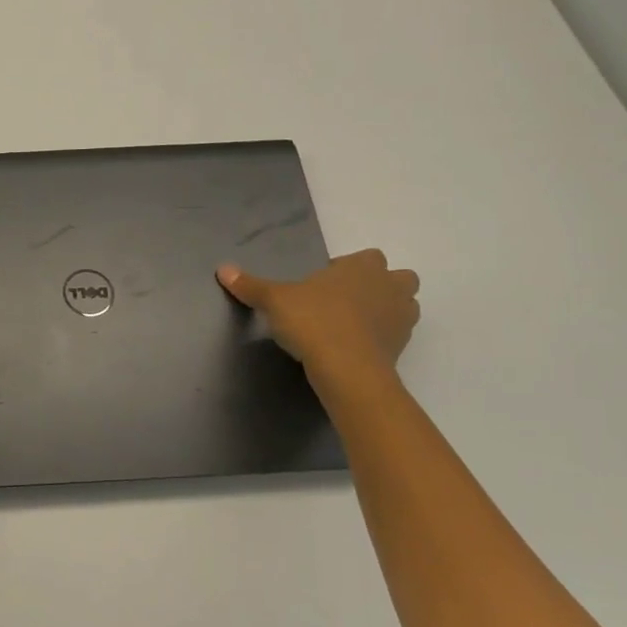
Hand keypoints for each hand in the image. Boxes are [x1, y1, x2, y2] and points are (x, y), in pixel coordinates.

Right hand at [217, 250, 419, 387]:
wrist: (347, 369)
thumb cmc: (313, 321)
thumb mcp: (274, 300)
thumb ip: (251, 285)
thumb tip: (222, 268)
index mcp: (363, 267)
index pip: (365, 257)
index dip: (347, 269)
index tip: (323, 284)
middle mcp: (389, 286)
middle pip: (397, 278)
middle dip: (378, 286)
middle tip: (345, 301)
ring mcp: (401, 318)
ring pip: (404, 305)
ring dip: (385, 310)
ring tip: (353, 324)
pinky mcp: (402, 347)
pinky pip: (396, 335)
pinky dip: (381, 338)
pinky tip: (355, 347)